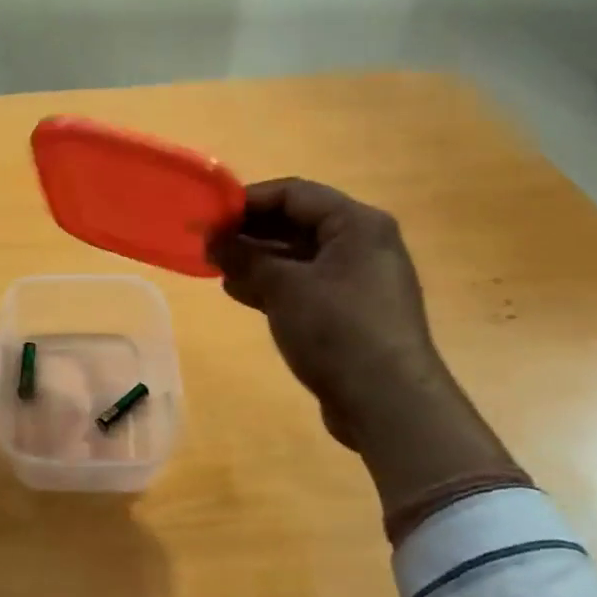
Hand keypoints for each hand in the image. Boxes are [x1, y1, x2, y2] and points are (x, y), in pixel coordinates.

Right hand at [208, 180, 436, 450]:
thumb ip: (244, 257)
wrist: (388, 402)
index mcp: (356, 224)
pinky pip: (307, 285)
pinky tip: (241, 293)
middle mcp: (363, 244)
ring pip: (300, 257)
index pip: (294, 194)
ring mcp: (360, 281)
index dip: (248, 200)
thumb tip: (212, 239)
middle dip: (251, 232)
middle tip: (209, 243)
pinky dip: (275, 285)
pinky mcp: (352, 313)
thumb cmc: (337, 329)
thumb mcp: (284, 287)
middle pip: (298, 223)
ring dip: (259, 260)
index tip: (209, 214)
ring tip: (217, 268)